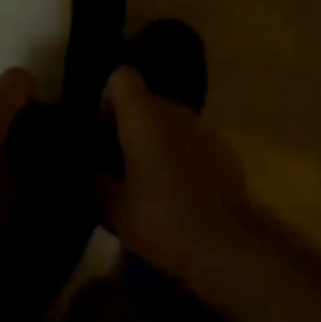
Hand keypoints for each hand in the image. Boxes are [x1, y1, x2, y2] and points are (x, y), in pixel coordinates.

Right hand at [96, 65, 257, 284]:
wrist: (227, 243)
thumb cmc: (162, 219)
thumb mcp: (116, 210)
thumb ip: (99, 183)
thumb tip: (93, 172)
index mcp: (143, 115)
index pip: (122, 77)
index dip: (109, 99)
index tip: (105, 133)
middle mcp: (174, 111)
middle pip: (147, 102)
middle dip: (132, 128)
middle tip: (122, 167)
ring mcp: (204, 128)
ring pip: (171, 123)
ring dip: (158, 143)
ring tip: (152, 184)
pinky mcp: (225, 150)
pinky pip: (193, 143)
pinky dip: (183, 158)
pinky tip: (182, 195)